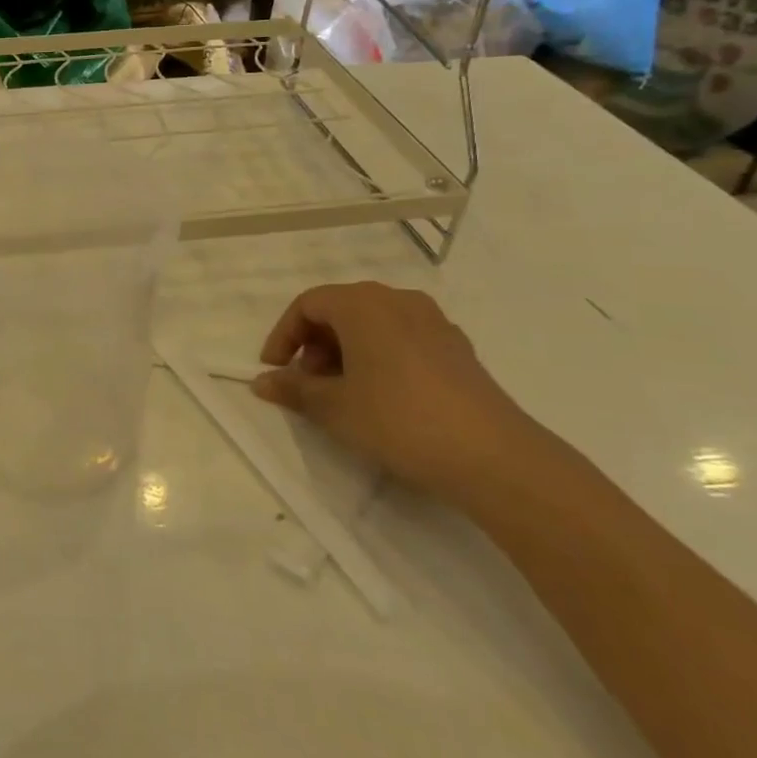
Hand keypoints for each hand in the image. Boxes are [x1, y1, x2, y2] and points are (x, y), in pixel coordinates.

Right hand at [251, 281, 546, 504]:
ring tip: (341, 392)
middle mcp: (398, 300)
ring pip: (373, 324)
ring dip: (346, 351)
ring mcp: (434, 323)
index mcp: (363, 304)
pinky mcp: (457, 349)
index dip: (284, 335)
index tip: (274, 370)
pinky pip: (402, 339)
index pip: (308, 304)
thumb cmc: (398, 419)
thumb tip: (262, 382)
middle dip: (314, 343)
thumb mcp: (334, 408)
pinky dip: (379, 357)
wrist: (493, 457)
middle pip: (341, 309)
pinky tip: (381, 396)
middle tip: (307, 383)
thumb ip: (294, 389)